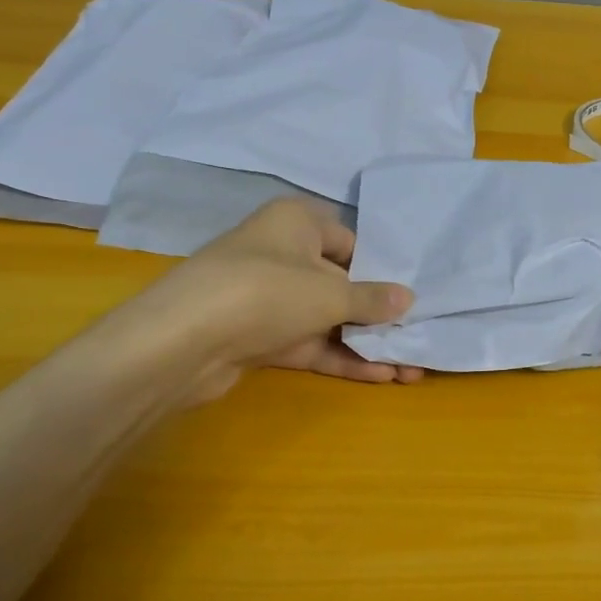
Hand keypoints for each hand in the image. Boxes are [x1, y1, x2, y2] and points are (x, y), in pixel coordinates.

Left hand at [102, 199, 422, 402]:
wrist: (182, 342)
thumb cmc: (267, 292)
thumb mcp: (330, 293)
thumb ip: (373, 299)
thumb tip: (408, 298)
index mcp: (297, 223)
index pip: (351, 242)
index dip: (382, 270)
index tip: (412, 296)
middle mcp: (283, 254)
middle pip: (341, 284)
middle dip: (379, 315)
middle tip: (417, 337)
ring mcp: (268, 299)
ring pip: (327, 319)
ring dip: (365, 343)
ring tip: (410, 367)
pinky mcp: (259, 337)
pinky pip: (309, 343)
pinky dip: (341, 358)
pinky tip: (380, 377)